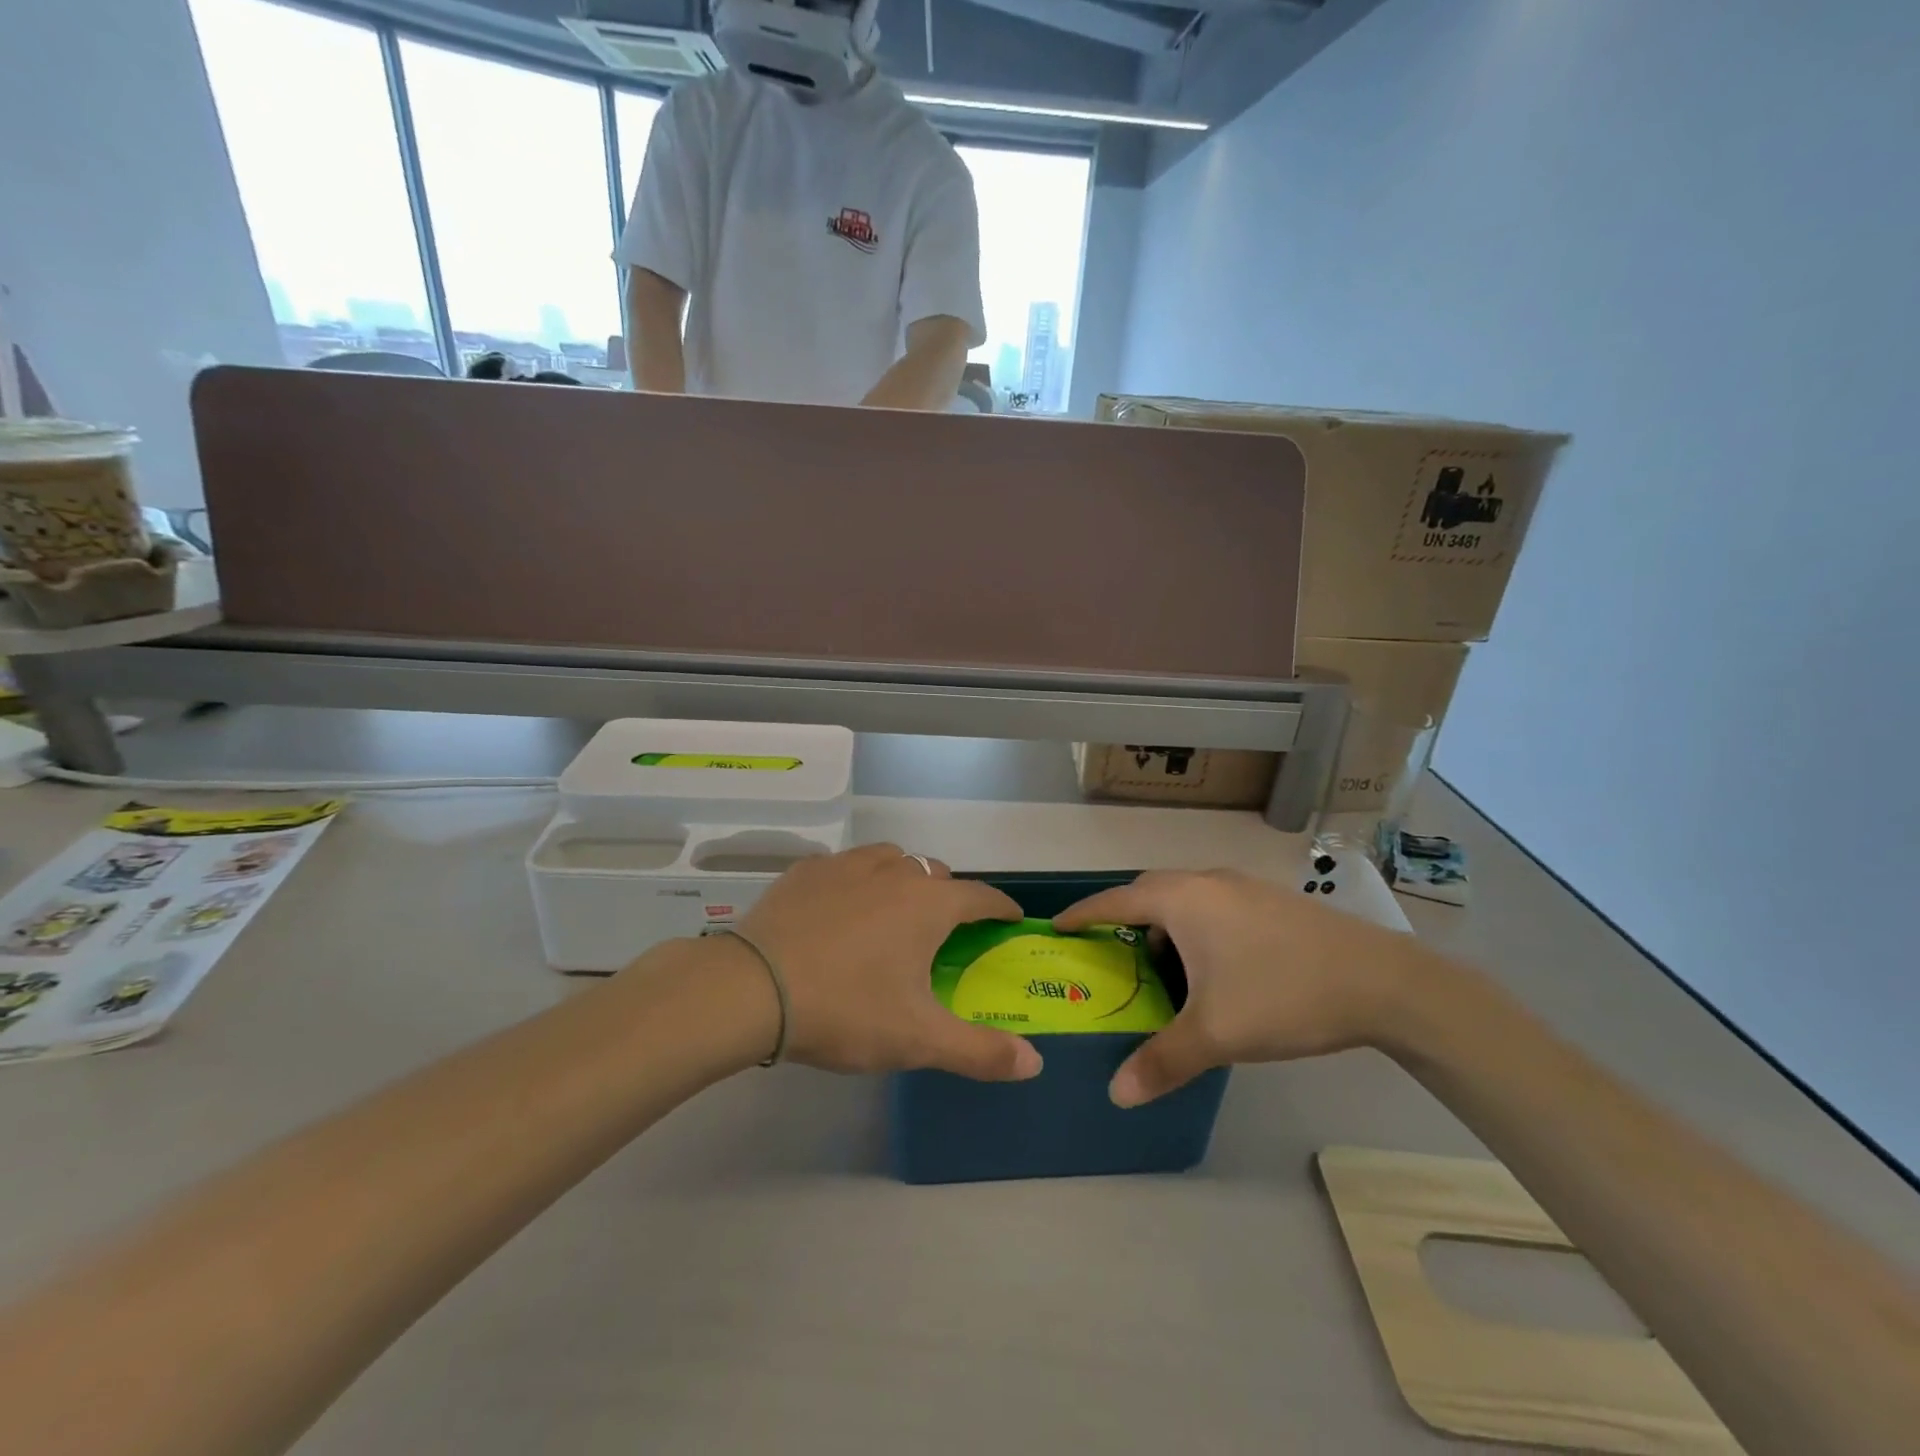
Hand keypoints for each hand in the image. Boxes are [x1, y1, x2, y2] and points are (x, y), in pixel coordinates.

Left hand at [734, 844, 1042, 1081]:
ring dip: (903, 880)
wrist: (752, 989)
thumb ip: (981, 1051)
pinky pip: (846, 867)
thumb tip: (1035, 1063)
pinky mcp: (807, 871)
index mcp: (928, 904)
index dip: (1000, 907)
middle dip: (949, 896)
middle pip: (936, 874)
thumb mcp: (918, 1039)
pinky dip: (857, 882)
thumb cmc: (846, 1009)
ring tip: (893, 913)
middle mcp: (894, 871)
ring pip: (892, 860)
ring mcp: (847, 864)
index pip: (981, 896)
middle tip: (943, 932)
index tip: (1010, 918)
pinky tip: (841, 910)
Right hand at [1054, 869, 1418, 1106]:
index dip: (1083, 913)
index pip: (1116, 900)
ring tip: (1161, 968)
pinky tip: (1214, 969)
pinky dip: (1197, 929)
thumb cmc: (1282, 994)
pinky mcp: (1272, 902)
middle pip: (1150, 892)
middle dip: (1123, 919)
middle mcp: (1208, 882)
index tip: (1057, 926)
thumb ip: (1162, 1061)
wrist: (1383, 981)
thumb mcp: (1216, 1033)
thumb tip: (1117, 1094)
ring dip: (1165, 926)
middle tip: (1108, 952)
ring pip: (1187, 900)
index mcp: (1184, 900)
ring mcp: (1244, 888)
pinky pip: (1215, 907)